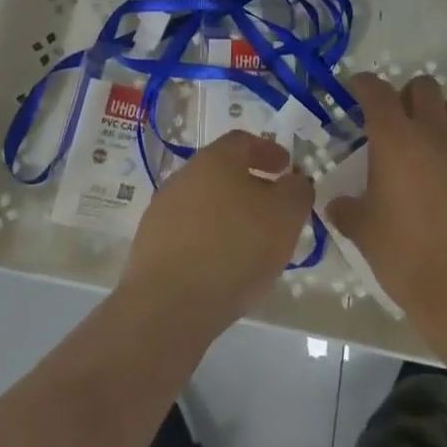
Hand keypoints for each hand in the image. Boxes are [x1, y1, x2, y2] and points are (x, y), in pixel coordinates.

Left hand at [119, 131, 313, 335]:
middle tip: (273, 207)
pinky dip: (209, 239)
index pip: (243, 142)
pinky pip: (189, 233)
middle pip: (222, 171)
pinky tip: (223, 266)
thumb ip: (297, 191)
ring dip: (229, 214)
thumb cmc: (234, 249)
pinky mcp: (150, 245)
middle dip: (250, 185)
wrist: (167, 305)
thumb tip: (294, 180)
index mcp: (215, 159)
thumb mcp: (285, 216)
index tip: (286, 168)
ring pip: (204, 203)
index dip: (268, 151)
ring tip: (251, 242)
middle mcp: (184, 176)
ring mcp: (162, 210)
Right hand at [324, 75, 446, 348]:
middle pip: (424, 87)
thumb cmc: (408, 255)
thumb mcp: (365, 234)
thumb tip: (337, 204)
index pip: (377, 92)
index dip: (365, 85)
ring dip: (445, 116)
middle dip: (409, 96)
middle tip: (400, 120)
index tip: (359, 89)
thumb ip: (348, 211)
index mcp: (395, 139)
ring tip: (437, 142)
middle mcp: (435, 131)